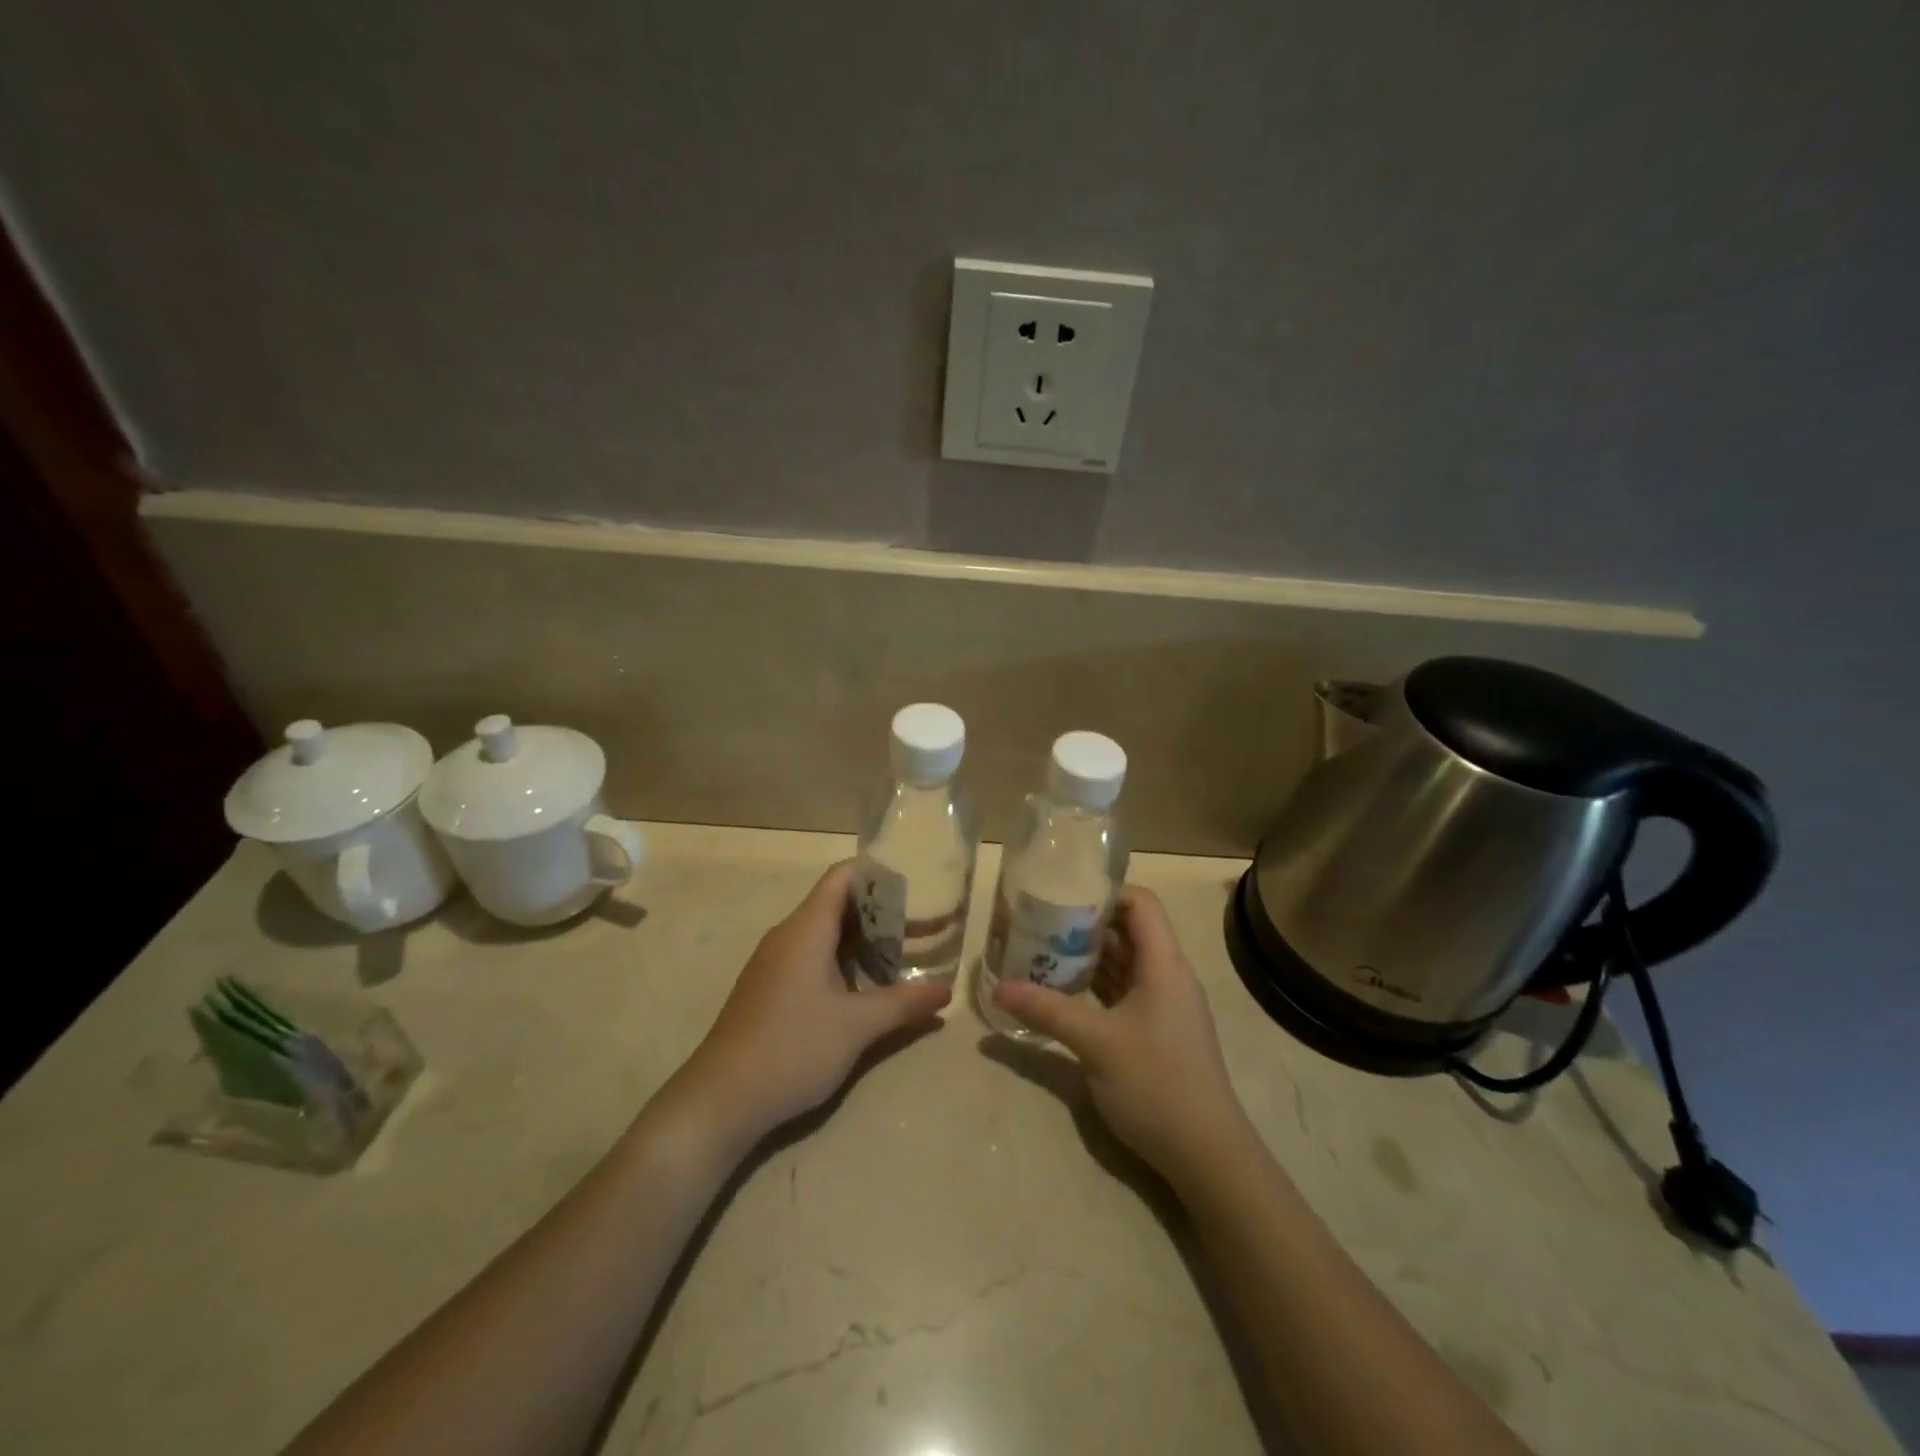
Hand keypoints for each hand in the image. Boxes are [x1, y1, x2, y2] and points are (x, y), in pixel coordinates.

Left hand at [673, 862, 950, 1143]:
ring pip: (826, 934)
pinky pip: (813, 957)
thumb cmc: (792, 1049)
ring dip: (864, 939)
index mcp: (806, 929)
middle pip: (837, 903)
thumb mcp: (857, 1026)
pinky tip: (867, 987)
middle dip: (880, 911)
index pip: (842, 877)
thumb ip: (904, 1003)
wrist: (721, 1101)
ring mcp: (775, 963)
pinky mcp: (771, 989)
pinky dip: (844, 960)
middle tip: (922, 923)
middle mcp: (789, 936)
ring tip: (905, 954)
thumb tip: (947, 989)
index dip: (878, 874)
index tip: (915, 885)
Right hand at [992, 886, 1252, 1185]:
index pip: (1141, 904)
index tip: (1062, 894)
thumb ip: (1046, 1010)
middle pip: (1129, 931)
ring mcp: (1164, 1005)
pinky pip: (1124, 992)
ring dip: (1088, 957)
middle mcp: (1168, 976)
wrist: (1206, 1155)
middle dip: (1085, 925)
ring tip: (1042, 952)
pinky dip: (1096, 986)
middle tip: (1039, 923)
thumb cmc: (1156, 1083)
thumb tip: (998, 987)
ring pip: (1125, 964)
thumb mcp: (1095, 1043)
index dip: (1105, 892)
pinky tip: (1063, 993)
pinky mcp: (1157, 1031)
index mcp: (1164, 964)